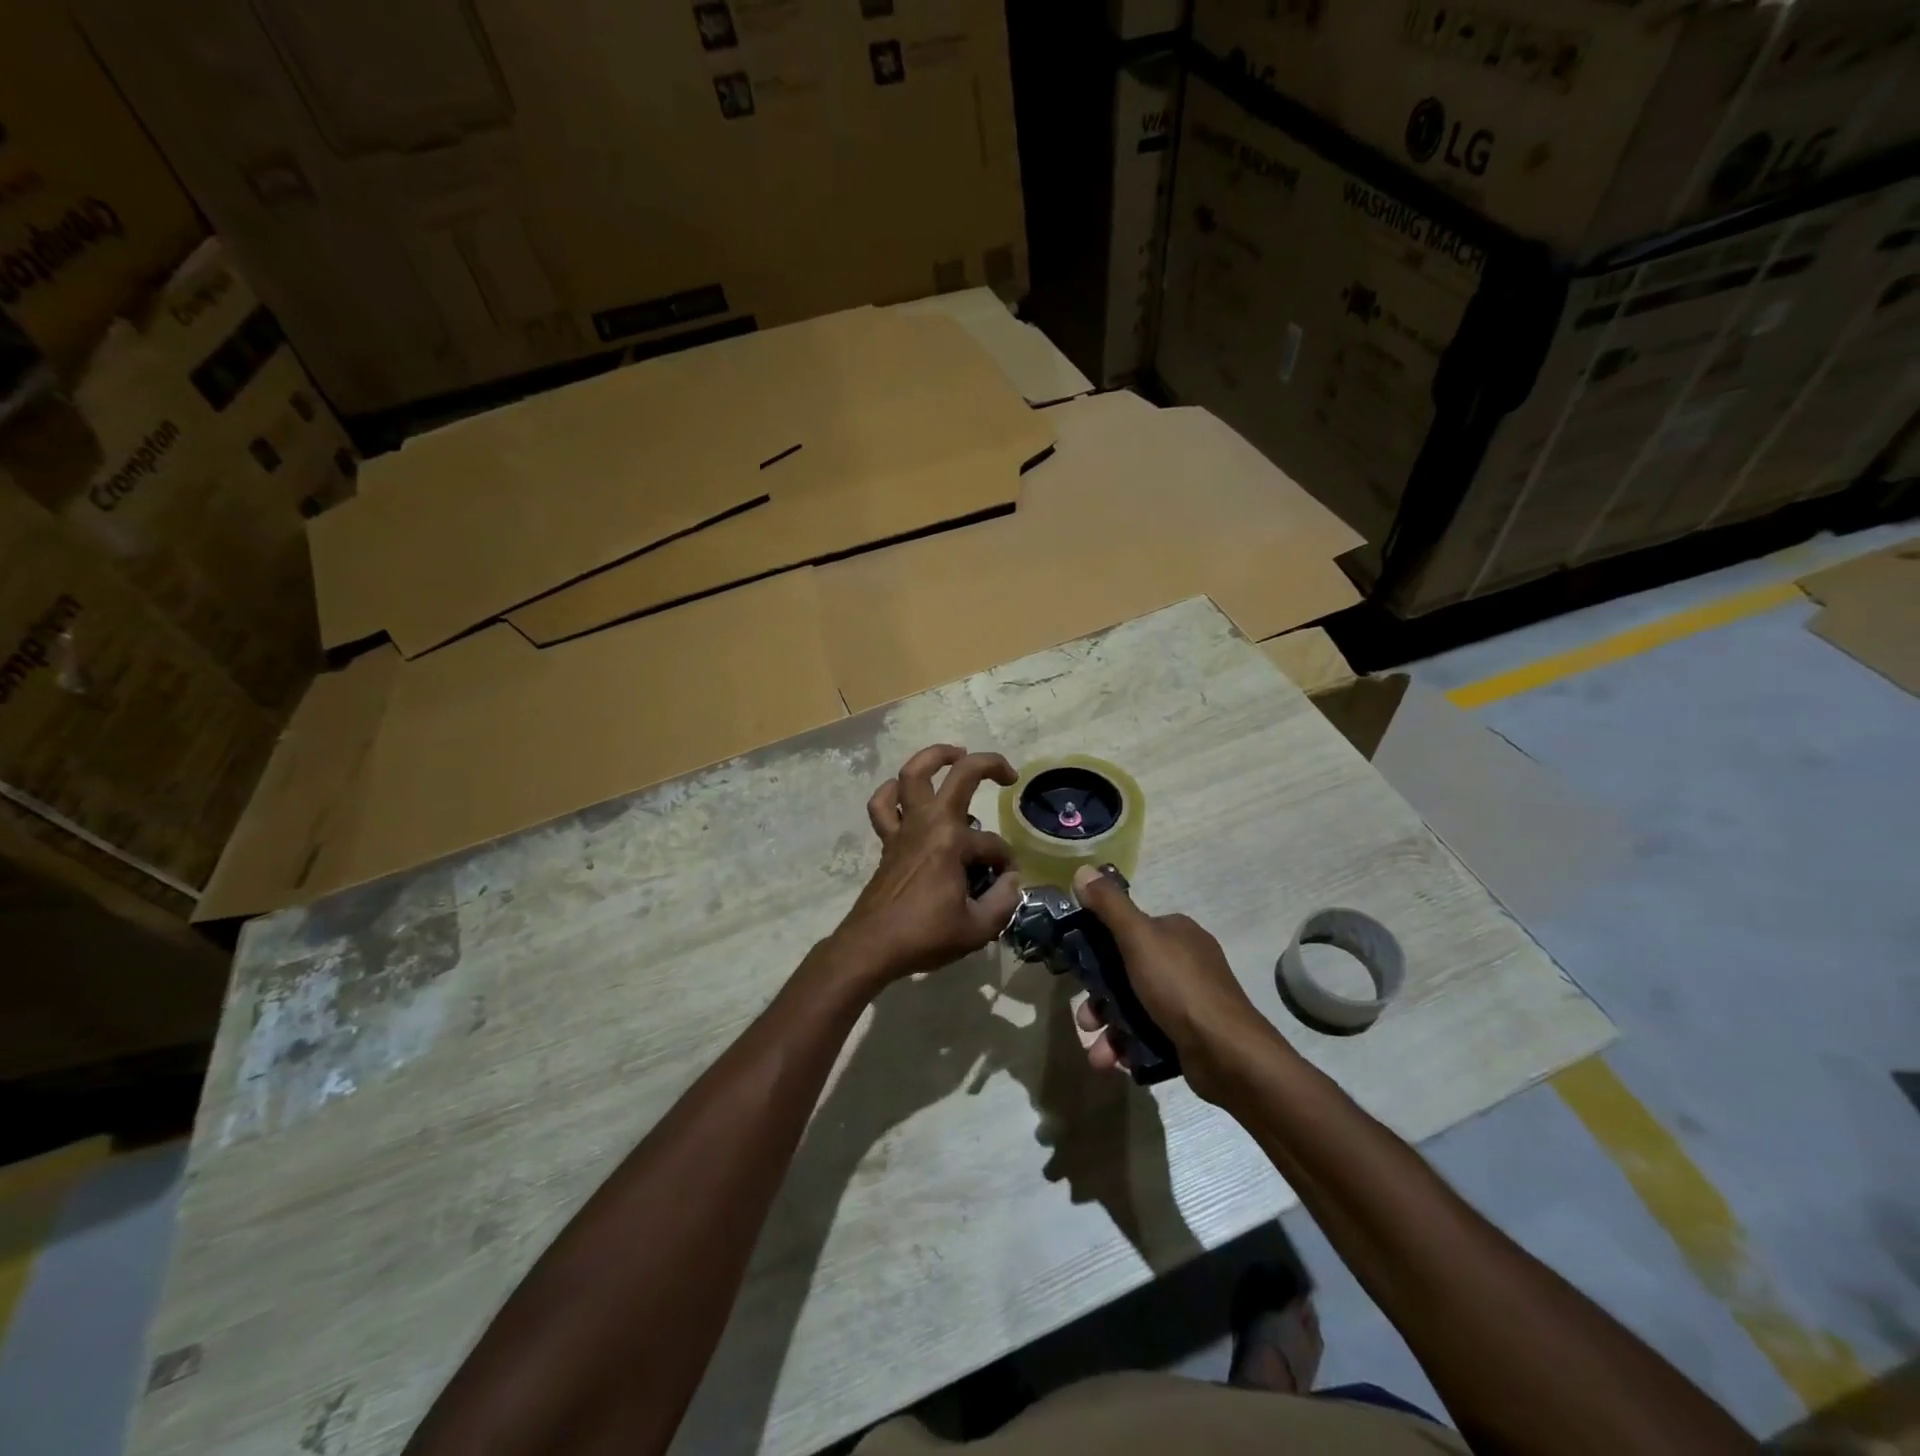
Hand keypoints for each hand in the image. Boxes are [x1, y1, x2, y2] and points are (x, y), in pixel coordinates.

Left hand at [825, 745, 1023, 989]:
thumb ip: (1003, 902)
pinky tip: (904, 792)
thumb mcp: (977, 928)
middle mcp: (929, 823)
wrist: (872, 945)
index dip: (1006, 864)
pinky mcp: (888, 840)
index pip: (993, 845)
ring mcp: (905, 827)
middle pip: (960, 775)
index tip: (1005, 885)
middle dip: (989, 765)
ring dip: (934, 757)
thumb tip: (1012, 880)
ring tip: (955, 756)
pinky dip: (891, 792)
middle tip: (1007, 775)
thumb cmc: (925, 935)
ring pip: (912, 774)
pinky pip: (883, 805)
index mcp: (953, 842)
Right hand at [1069, 864, 1275, 1102]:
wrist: (1227, 1053)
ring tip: (1096, 1053)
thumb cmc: (1179, 987)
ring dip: (1108, 1029)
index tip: (1077, 969)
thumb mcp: (1139, 938)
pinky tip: (1114, 1062)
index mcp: (1175, 932)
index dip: (1097, 948)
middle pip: (1125, 972)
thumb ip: (1110, 906)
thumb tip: (1083, 870)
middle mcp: (1183, 960)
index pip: (1127, 930)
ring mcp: (1187, 999)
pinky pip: (1147, 1034)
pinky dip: (1127, 1046)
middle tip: (1085, 1020)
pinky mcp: (1187, 1033)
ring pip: (1133, 1007)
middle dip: (1099, 999)